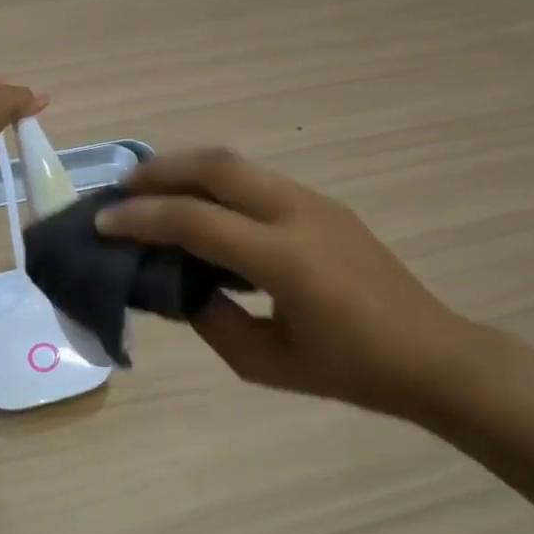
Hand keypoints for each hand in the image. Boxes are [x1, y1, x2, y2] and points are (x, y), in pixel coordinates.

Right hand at [96, 148, 482, 418]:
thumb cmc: (347, 369)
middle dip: (162, 169)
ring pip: (239, 164)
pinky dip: (218, 183)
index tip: (103, 223)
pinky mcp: (324, 204)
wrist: (430, 354)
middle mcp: (296, 214)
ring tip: (153, 189)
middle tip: (122, 186)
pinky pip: (259, 180)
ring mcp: (315, 202)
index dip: (141, 219)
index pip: (195, 221)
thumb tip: (179, 286)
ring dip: (189, 169)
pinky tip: (204, 207)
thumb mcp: (264, 361)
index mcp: (282, 259)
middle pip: (217, 166)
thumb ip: (211, 319)